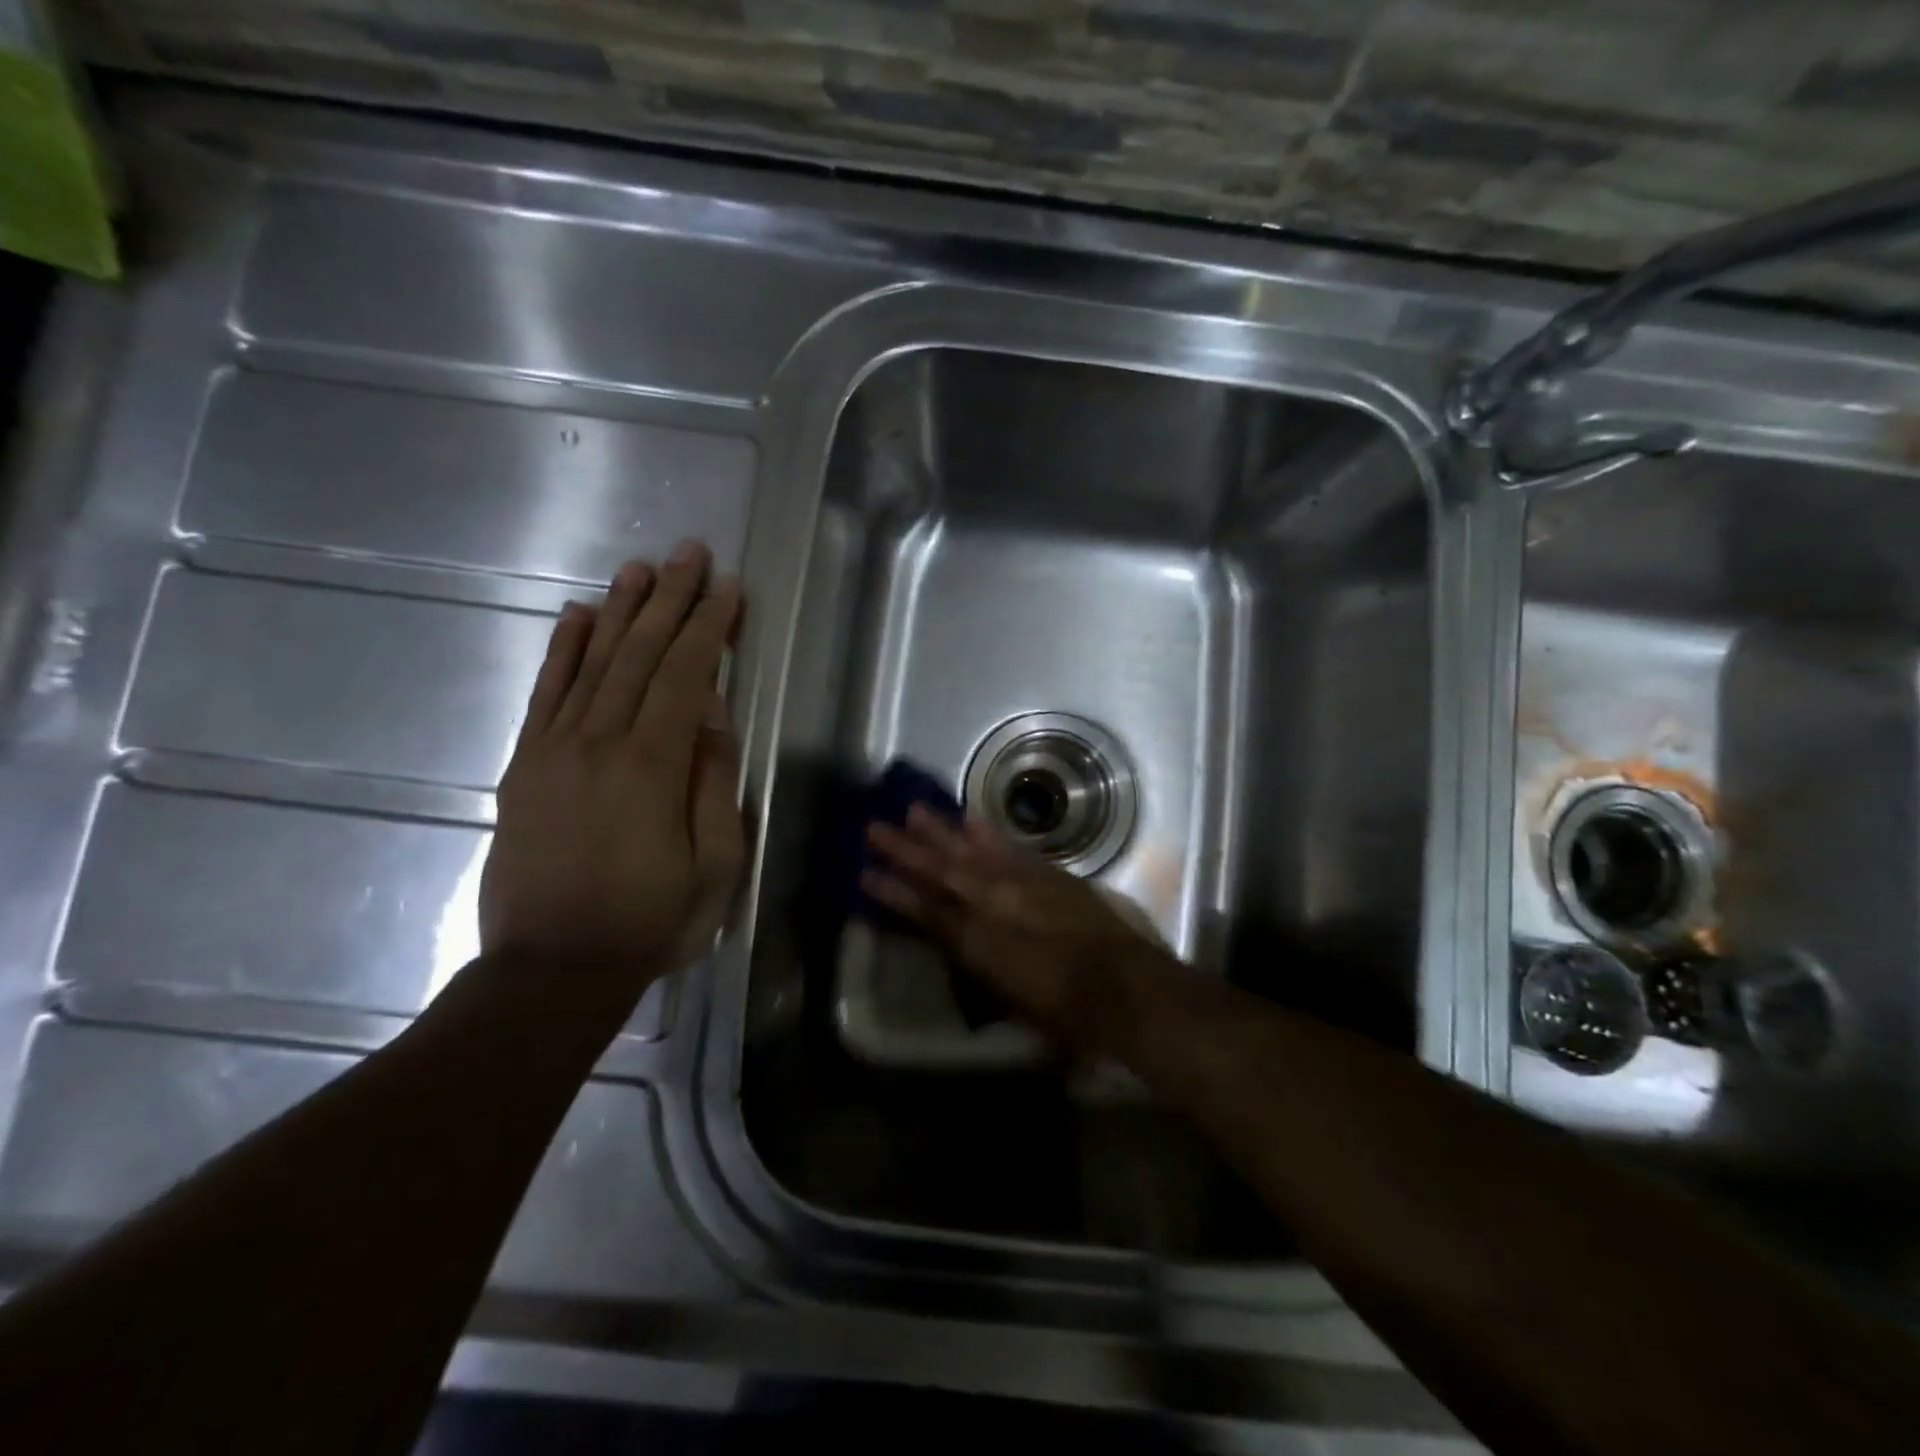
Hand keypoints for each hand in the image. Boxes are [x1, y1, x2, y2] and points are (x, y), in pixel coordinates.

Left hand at [479, 543, 744, 1008]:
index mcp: (652, 766)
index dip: (709, 627)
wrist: (551, 970)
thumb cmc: (651, 922)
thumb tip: (713, 718)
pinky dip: (561, 651)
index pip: (685, 676)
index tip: (727, 586)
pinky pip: (544, 696)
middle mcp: (600, 742)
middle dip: (670, 600)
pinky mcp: (524, 766)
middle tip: (689, 552)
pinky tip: (575, 617)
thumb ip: (713, 784)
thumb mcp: (714, 865)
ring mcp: (554, 750)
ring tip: (640, 569)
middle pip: (639, 655)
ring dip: (619, 611)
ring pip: (592, 664)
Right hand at [863, 807, 1170, 1050]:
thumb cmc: (1066, 1013)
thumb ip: (980, 967)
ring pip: (972, 851)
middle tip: (874, 826)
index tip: (865, 874)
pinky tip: (971, 819)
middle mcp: (993, 904)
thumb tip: (960, 946)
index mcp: (977, 943)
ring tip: (912, 810)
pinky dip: (989, 834)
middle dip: (905, 850)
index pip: (925, 912)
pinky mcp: (1049, 874)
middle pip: (941, 871)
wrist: (1127, 987)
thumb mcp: (1011, 1001)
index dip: (893, 893)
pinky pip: (1011, 848)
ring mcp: (1022, 883)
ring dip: (940, 831)